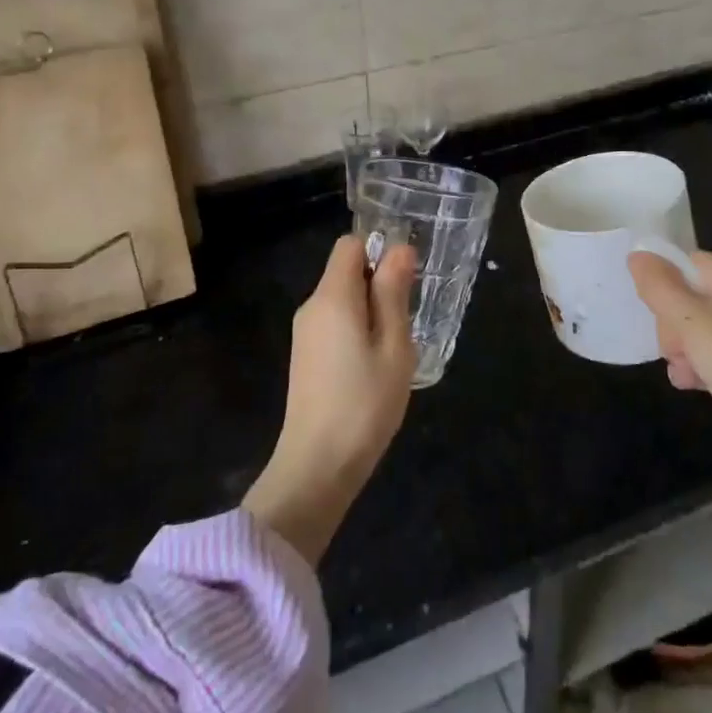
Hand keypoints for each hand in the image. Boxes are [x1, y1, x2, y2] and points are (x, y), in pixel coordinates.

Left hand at [244, 235, 417, 562]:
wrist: (316, 467)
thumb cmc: (364, 402)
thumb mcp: (393, 345)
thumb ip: (393, 293)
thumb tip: (399, 248)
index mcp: (332, 296)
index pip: (350, 245)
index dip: (379, 250)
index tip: (406, 278)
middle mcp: (312, 306)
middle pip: (345, 271)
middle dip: (378, 284)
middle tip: (407, 320)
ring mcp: (304, 334)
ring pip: (341, 300)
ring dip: (370, 311)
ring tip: (394, 349)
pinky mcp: (304, 358)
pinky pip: (334, 324)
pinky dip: (356, 331)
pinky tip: (373, 367)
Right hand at [628, 250, 711, 502]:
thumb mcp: (691, 323)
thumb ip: (659, 287)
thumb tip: (637, 254)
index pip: (685, 263)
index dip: (664, 287)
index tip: (656, 317)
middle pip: (689, 296)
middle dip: (672, 326)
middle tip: (676, 352)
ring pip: (699, 328)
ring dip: (684, 351)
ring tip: (685, 374)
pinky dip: (703, 365)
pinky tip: (694, 385)